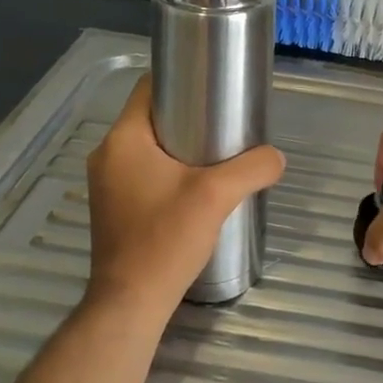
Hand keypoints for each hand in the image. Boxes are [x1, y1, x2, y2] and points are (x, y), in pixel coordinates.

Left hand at [85, 74, 285, 318]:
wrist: (131, 302)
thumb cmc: (166, 239)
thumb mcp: (217, 196)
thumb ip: (253, 168)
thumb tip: (276, 157)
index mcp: (122, 139)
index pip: (148, 88)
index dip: (181, 80)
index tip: (215, 88)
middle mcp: (107, 155)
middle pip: (151, 117)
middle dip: (189, 115)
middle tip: (226, 123)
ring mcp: (106, 183)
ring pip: (148, 147)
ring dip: (180, 145)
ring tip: (218, 155)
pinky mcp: (113, 206)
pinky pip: (143, 171)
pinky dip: (169, 170)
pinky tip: (197, 187)